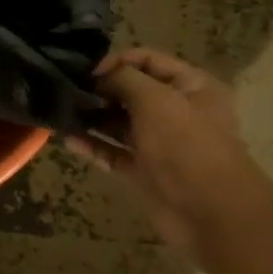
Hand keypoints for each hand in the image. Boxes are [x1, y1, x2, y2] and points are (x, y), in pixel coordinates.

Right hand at [67, 48, 272, 260]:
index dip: (116, 61)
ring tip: (61, 113)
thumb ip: (124, 79)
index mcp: (190, 87)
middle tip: (66, 91)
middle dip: (100, 90)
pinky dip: (93, 146)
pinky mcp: (145, 171)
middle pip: (131, 92)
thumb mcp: (156, 100)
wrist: (211, 213)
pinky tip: (68, 140)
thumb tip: (99, 74)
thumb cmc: (186, 146)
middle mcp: (176, 111)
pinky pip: (114, 153)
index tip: (86, 71)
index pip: (148, 60)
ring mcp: (160, 143)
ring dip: (93, 117)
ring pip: (120, 123)